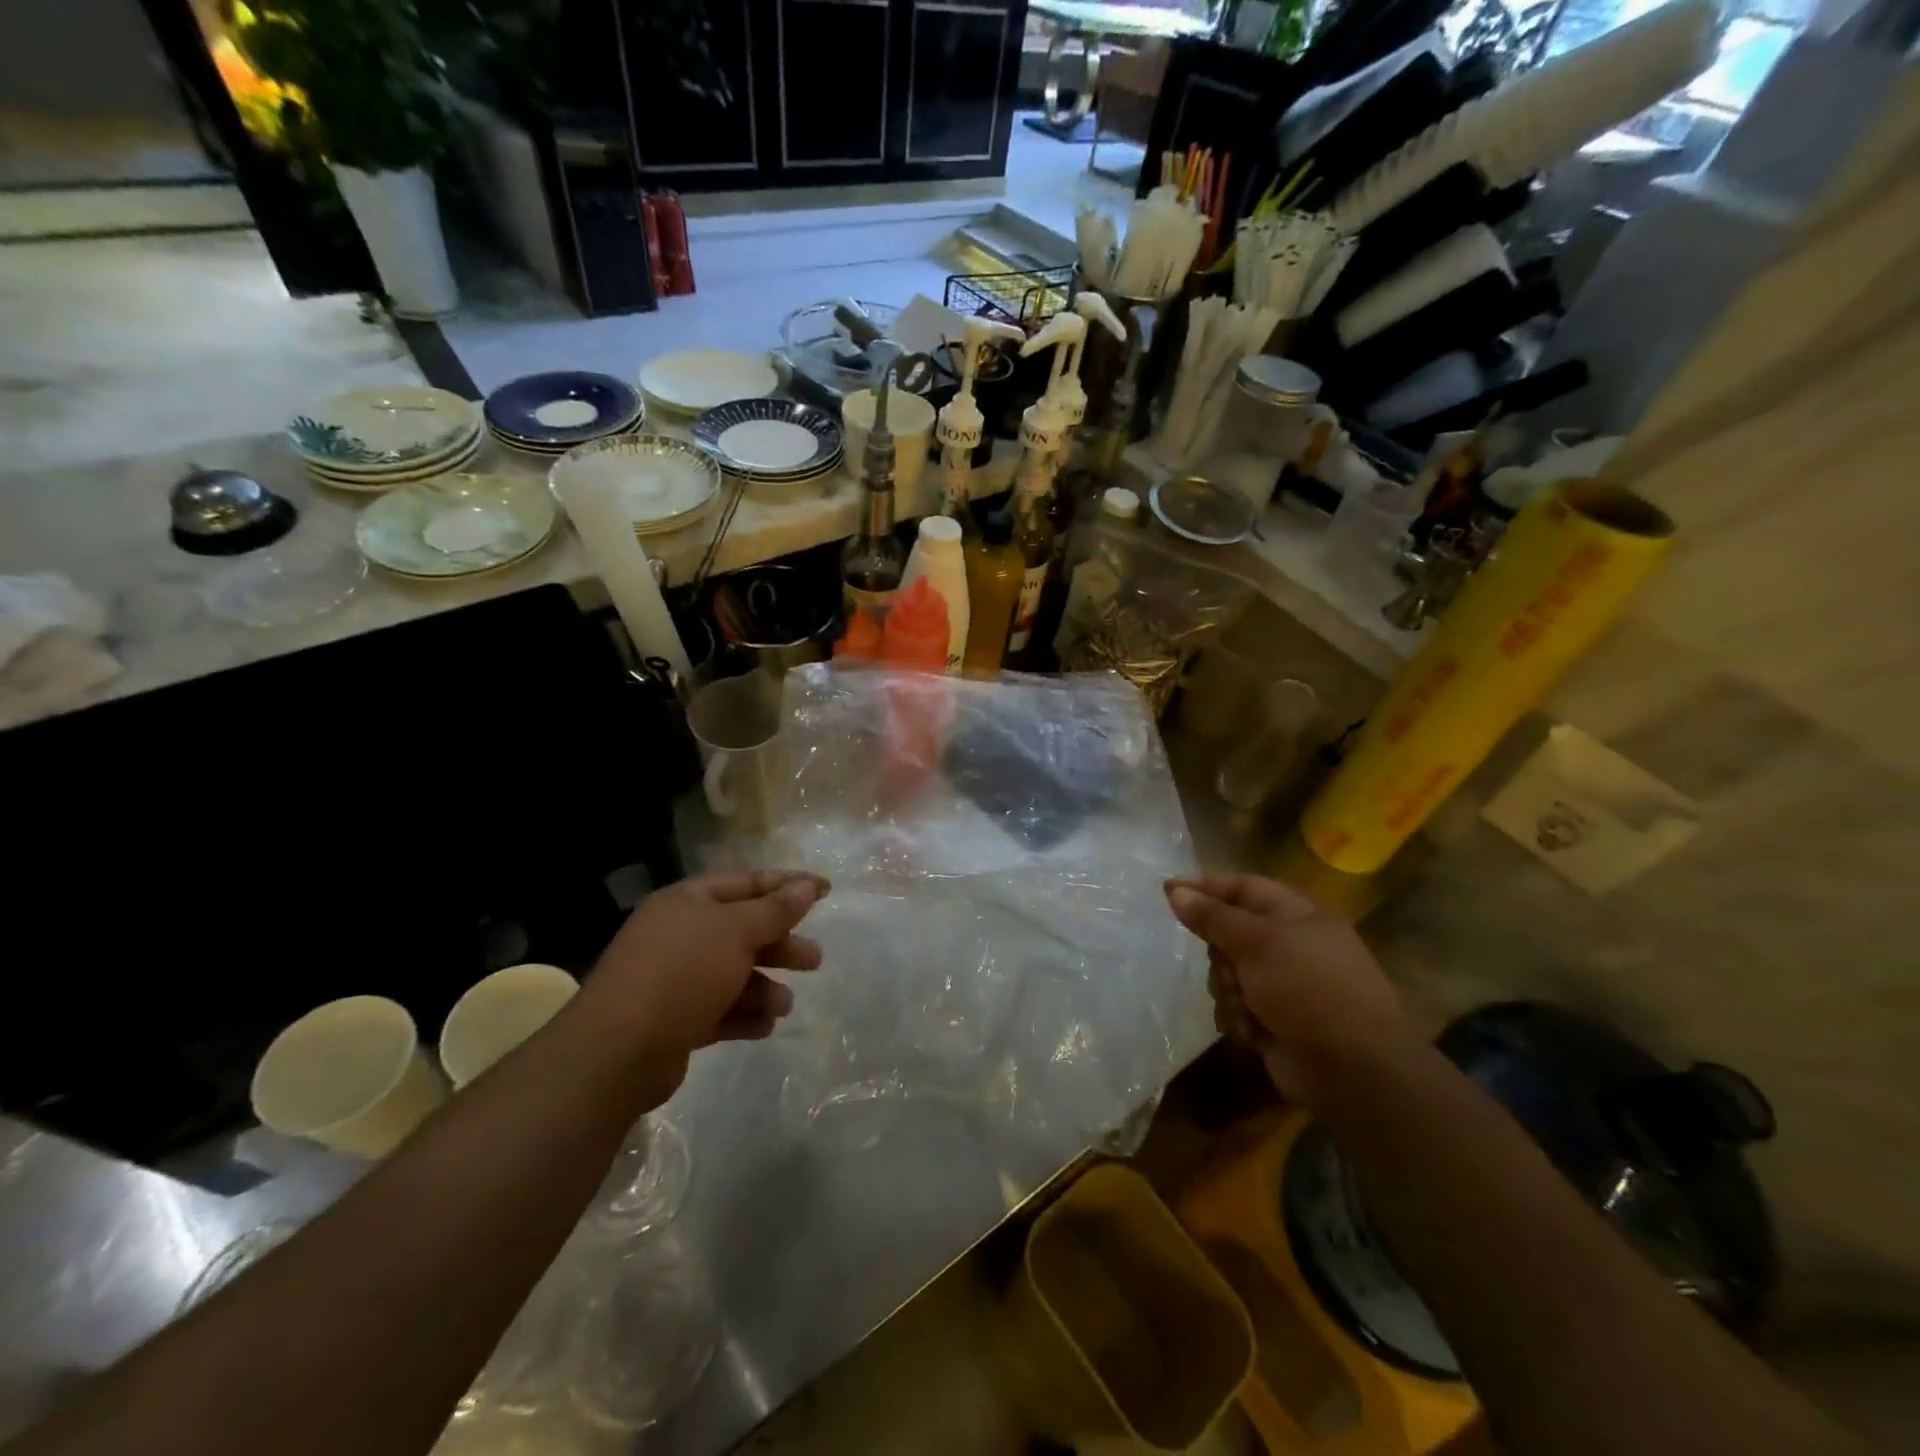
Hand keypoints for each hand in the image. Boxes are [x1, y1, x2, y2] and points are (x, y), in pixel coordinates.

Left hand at [590, 869, 828, 1069]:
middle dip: (781, 944)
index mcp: (689, 901)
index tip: (827, 890)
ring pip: (734, 974)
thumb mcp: (737, 932)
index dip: (789, 884)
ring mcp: (674, 979)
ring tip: (783, 1005)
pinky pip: (720, 1010)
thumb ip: (776, 909)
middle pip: (744, 930)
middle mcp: (680, 934)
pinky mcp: (674, 1020)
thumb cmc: (682, 973)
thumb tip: (807, 886)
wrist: (617, 1051)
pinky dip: (744, 1015)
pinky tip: (764, 1026)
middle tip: (814, 960)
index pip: (748, 882)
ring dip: (764, 987)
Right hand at [1164, 873, 1414, 1107]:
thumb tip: (1175, 891)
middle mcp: (1290, 946)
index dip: (1205, 886)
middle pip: (1228, 934)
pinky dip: (1242, 1019)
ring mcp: (1283, 986)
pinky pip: (1237, 1007)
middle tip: (1231, 967)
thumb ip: (1213, 916)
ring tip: (1250, 1008)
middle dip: (1221, 955)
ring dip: (1231, 992)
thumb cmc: (1309, 989)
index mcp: (1297, 916)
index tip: (1166, 890)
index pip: (1243, 887)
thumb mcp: (1258, 942)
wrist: (1353, 1070)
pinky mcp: (1275, 1021)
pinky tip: (1258, 1033)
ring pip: (1228, 974)